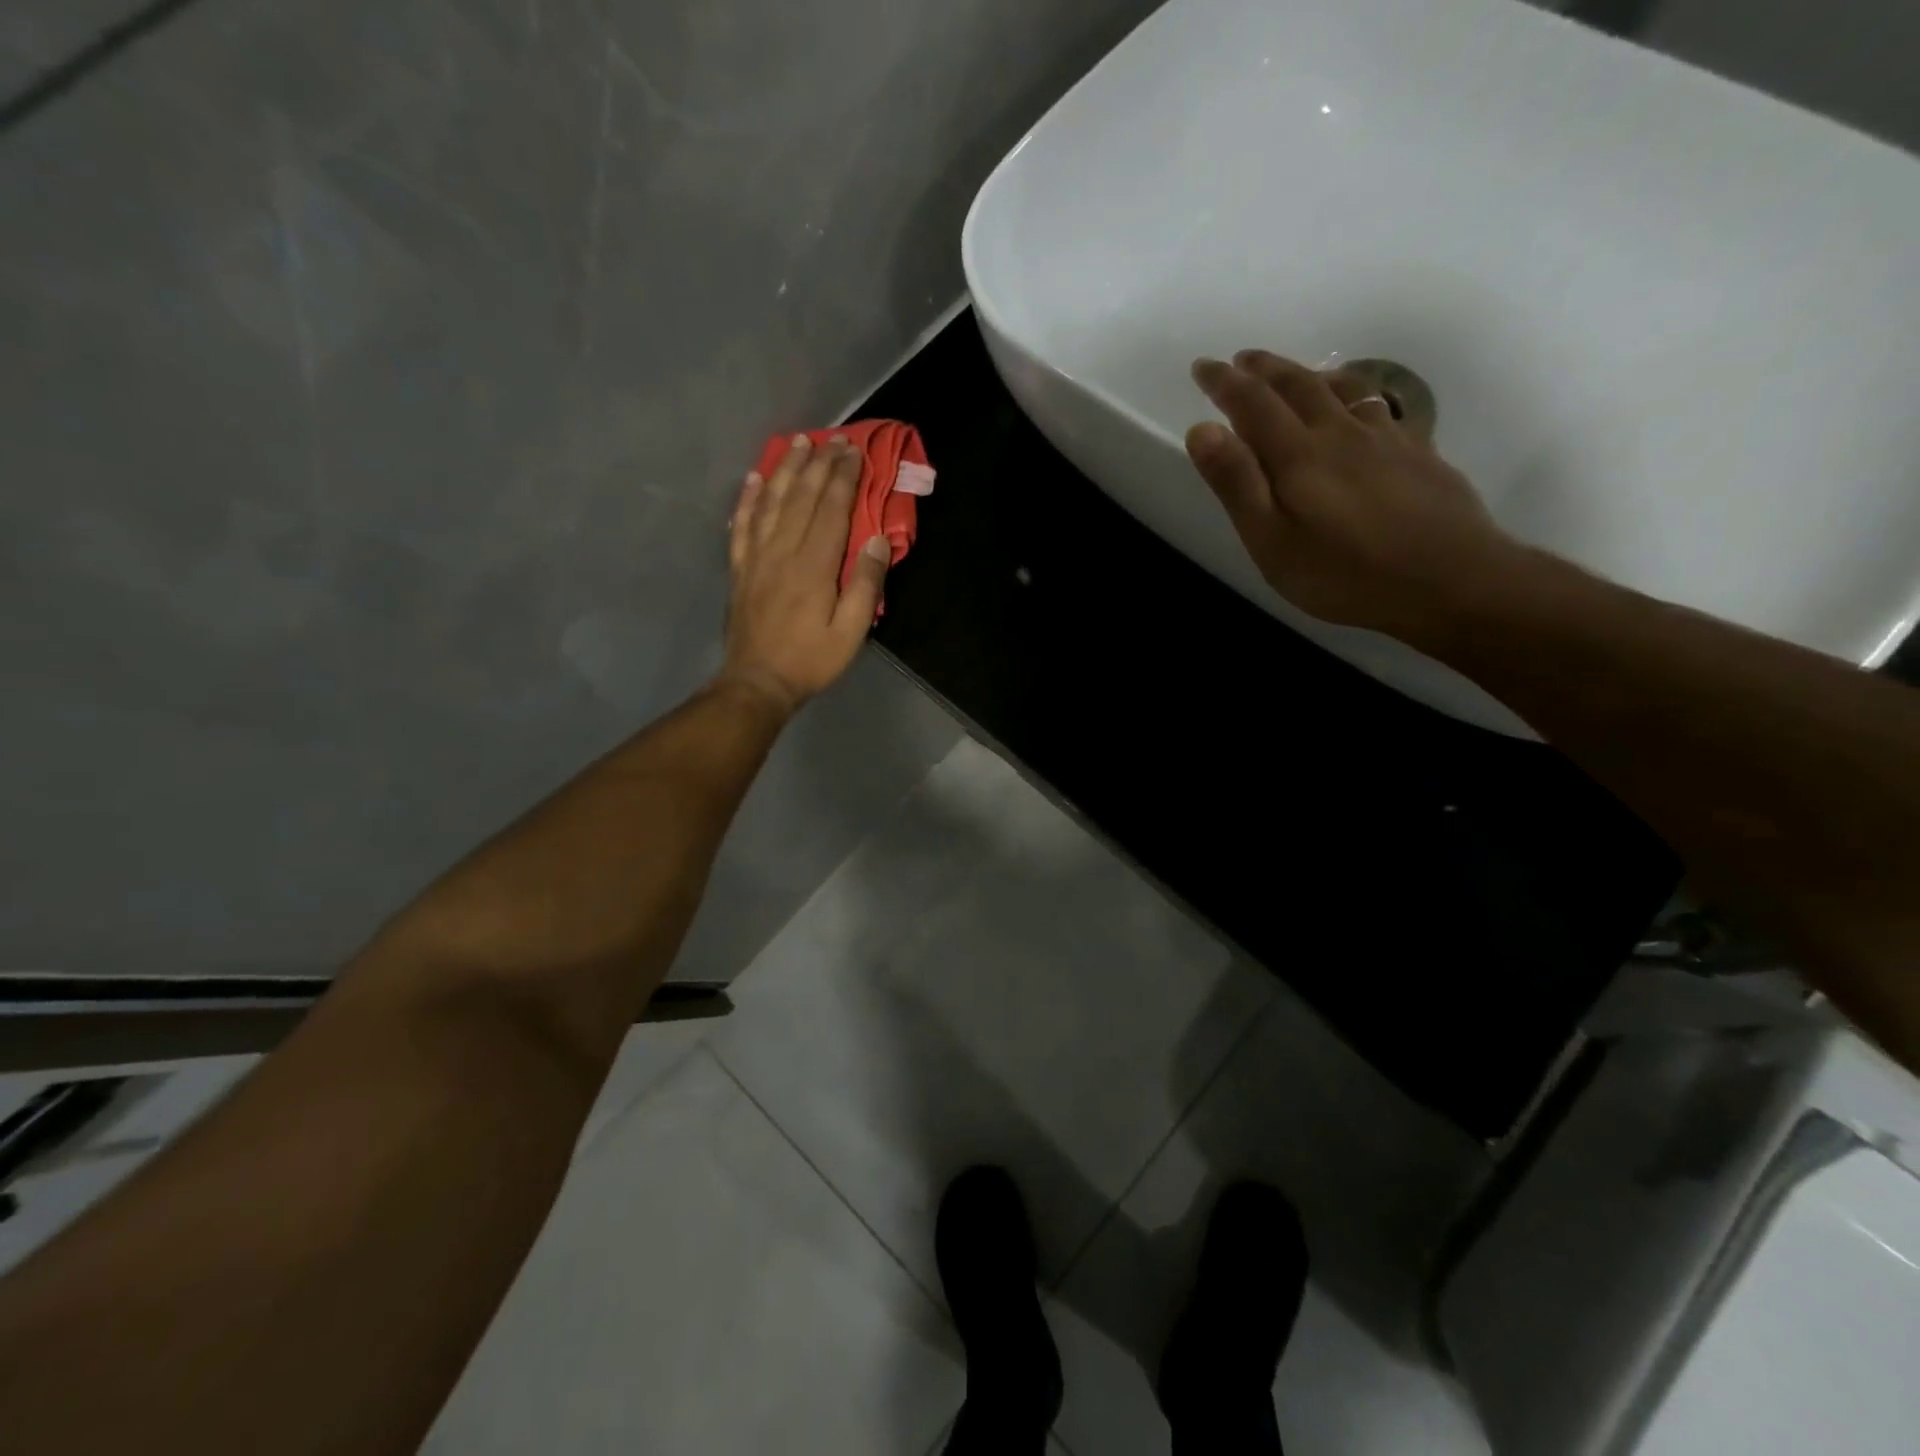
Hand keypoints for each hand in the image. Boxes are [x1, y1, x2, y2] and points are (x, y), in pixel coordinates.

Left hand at [716, 434, 889, 716]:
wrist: (758, 682)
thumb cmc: (811, 659)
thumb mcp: (851, 631)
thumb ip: (865, 585)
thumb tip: (876, 542)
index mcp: (815, 566)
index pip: (831, 509)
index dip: (843, 477)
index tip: (854, 450)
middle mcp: (783, 551)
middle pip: (802, 497)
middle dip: (819, 464)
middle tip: (833, 438)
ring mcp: (756, 557)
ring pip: (770, 501)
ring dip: (785, 469)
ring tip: (798, 443)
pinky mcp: (740, 568)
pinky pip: (742, 524)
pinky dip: (748, 498)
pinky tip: (754, 478)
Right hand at [1187, 350, 1520, 639]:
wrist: (1449, 579)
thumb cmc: (1344, 572)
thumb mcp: (1271, 540)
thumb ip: (1237, 483)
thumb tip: (1202, 429)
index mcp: (1298, 454)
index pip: (1252, 404)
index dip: (1224, 383)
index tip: (1202, 366)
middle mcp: (1340, 432)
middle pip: (1298, 386)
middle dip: (1264, 370)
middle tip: (1241, 360)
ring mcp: (1385, 439)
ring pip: (1342, 389)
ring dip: (1309, 375)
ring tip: (1294, 373)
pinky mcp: (1417, 452)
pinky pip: (1379, 406)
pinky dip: (1355, 394)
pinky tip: (1359, 407)